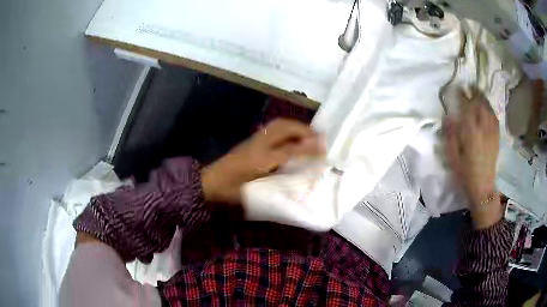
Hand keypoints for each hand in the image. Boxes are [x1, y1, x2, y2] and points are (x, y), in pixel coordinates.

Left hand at [201, 118, 323, 203]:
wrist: (207, 184)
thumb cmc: (229, 193)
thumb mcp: (252, 195)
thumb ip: (273, 187)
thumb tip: (296, 181)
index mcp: (260, 160)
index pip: (290, 150)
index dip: (308, 149)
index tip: (325, 149)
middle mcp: (258, 145)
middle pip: (284, 128)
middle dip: (304, 130)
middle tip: (319, 137)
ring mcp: (253, 140)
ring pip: (278, 125)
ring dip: (295, 127)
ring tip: (309, 134)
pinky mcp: (250, 140)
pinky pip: (272, 129)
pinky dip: (286, 128)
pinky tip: (292, 137)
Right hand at [444, 91, 502, 227]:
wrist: (483, 188)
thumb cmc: (465, 174)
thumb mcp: (453, 158)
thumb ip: (450, 137)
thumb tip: (447, 117)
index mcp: (471, 133)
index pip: (468, 107)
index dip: (463, 95)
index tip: (458, 88)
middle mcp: (483, 129)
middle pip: (480, 105)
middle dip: (474, 93)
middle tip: (468, 86)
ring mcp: (492, 133)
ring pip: (488, 109)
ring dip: (483, 98)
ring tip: (477, 93)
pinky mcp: (496, 138)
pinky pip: (494, 118)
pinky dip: (490, 109)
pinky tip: (487, 108)